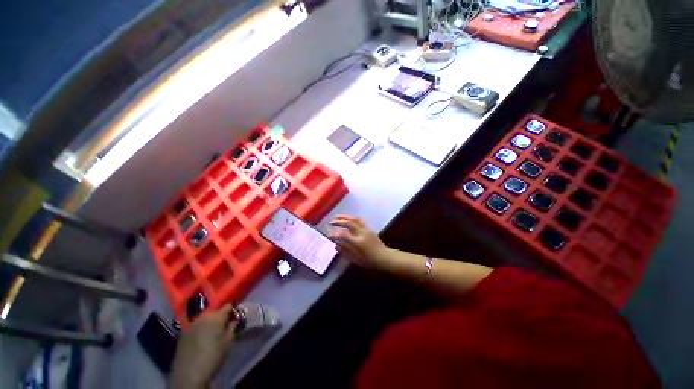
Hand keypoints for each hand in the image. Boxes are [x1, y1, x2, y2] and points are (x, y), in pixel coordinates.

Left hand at [170, 305, 236, 388]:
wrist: (189, 373)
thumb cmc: (213, 356)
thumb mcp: (228, 342)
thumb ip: (232, 327)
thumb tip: (234, 320)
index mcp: (217, 316)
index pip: (228, 306)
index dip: (232, 311)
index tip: (234, 318)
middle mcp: (204, 316)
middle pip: (215, 311)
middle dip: (220, 316)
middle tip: (223, 327)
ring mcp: (192, 324)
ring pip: (204, 318)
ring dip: (209, 322)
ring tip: (212, 333)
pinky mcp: (183, 332)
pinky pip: (196, 326)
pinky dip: (200, 329)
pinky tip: (201, 338)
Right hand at [328, 214, 390, 269]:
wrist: (385, 258)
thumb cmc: (370, 262)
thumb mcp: (356, 260)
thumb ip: (346, 252)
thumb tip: (336, 246)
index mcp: (358, 242)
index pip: (343, 234)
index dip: (335, 234)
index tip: (328, 235)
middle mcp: (362, 233)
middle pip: (349, 223)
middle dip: (338, 222)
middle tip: (330, 222)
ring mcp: (366, 230)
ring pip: (354, 219)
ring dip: (345, 217)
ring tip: (337, 216)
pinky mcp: (369, 229)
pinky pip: (359, 221)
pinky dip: (352, 218)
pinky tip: (348, 219)